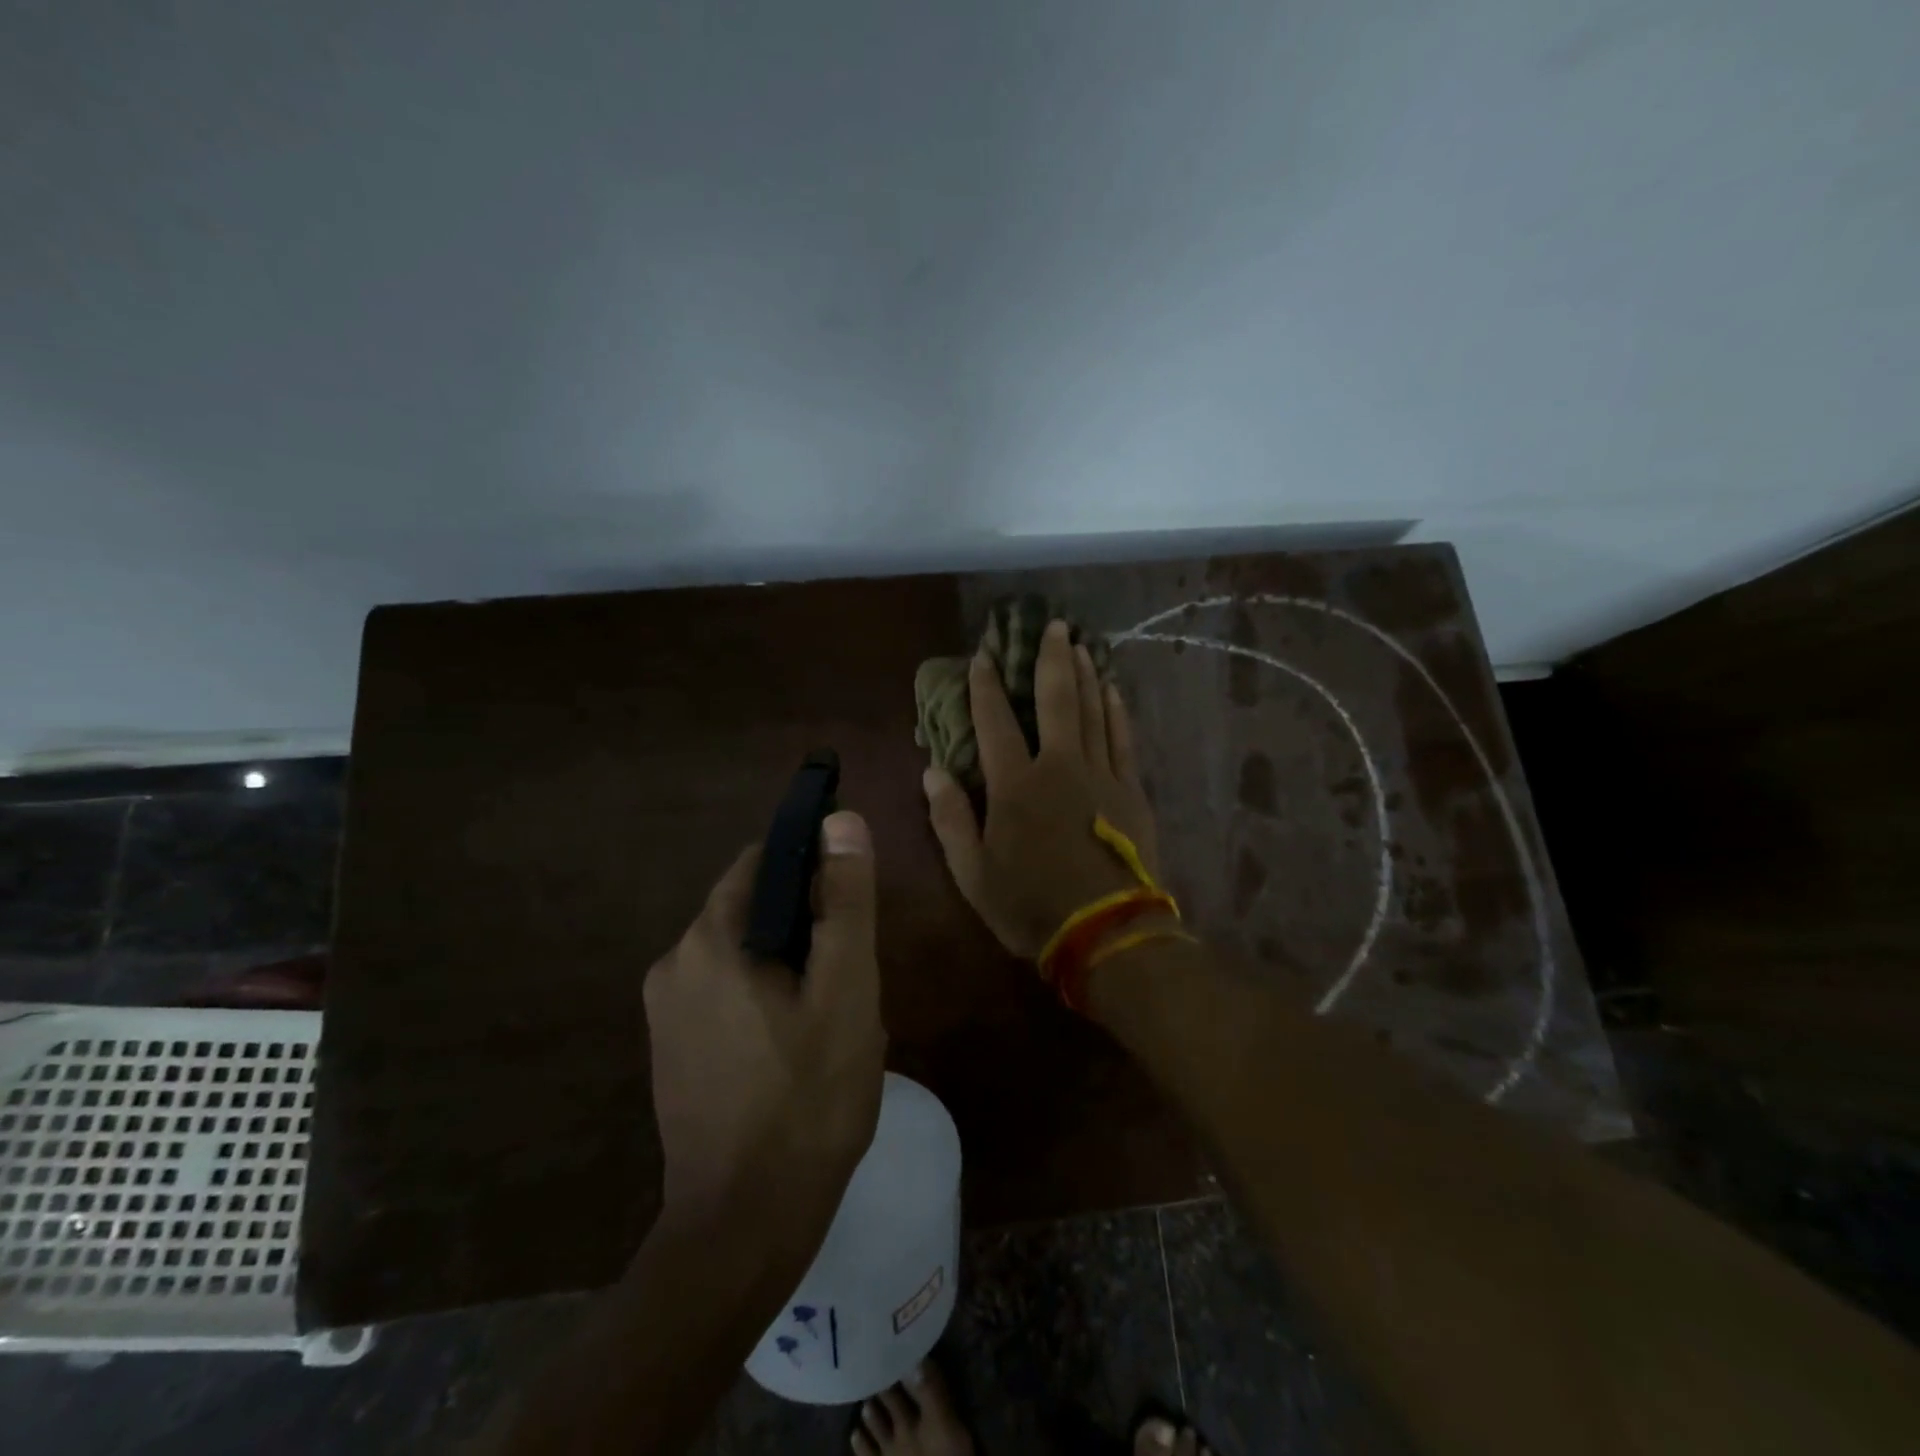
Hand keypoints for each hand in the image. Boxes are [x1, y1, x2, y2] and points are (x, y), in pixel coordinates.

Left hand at [642, 811, 886, 1261]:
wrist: (743, 1229)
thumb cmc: (807, 1099)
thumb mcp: (845, 991)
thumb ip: (845, 901)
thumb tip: (840, 820)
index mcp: (709, 940)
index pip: (762, 862)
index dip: (813, 867)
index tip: (851, 903)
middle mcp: (673, 964)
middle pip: (752, 908)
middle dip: (804, 927)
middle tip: (848, 977)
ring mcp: (665, 1012)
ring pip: (742, 954)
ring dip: (787, 965)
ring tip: (829, 1018)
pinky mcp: (671, 1050)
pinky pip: (725, 993)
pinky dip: (763, 997)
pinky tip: (795, 1048)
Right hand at [924, 619, 1161, 958]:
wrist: (1107, 934)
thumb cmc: (1031, 906)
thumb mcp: (973, 873)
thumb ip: (951, 819)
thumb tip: (932, 772)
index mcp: (1015, 786)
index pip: (995, 722)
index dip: (986, 687)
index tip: (983, 656)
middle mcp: (1059, 767)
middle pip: (1056, 700)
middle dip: (1051, 659)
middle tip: (1054, 624)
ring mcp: (1101, 775)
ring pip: (1093, 710)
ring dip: (1086, 674)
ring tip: (1082, 644)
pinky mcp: (1131, 790)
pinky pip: (1123, 739)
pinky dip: (1117, 710)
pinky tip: (1113, 690)